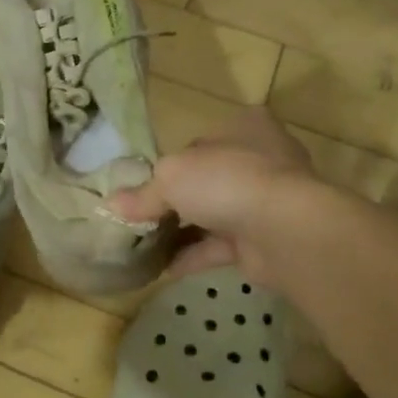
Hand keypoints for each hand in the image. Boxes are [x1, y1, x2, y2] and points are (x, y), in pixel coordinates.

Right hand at [110, 108, 322, 286]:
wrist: (285, 229)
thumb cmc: (226, 181)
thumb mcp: (171, 176)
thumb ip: (143, 193)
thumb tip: (111, 205)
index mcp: (244, 127)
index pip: (199, 142)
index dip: (170, 163)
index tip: (144, 185)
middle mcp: (260, 159)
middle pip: (207, 179)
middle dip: (176, 201)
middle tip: (141, 218)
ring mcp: (267, 201)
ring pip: (214, 214)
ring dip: (183, 231)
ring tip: (145, 245)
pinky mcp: (266, 238)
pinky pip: (221, 246)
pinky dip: (193, 256)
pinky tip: (163, 269)